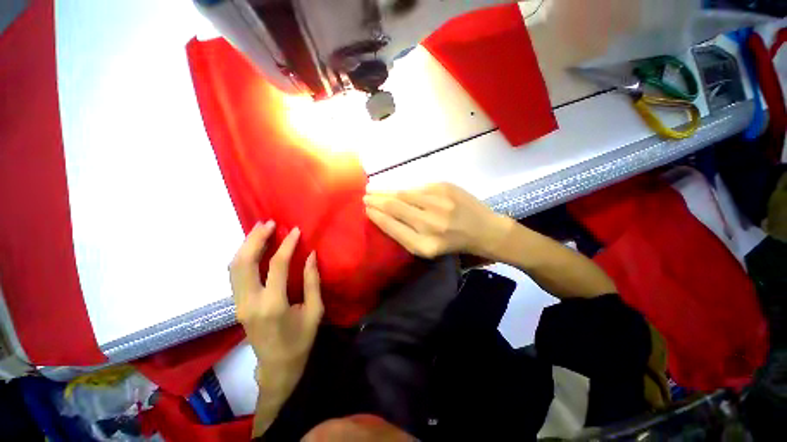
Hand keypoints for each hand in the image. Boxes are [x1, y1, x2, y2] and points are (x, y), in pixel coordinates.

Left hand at [229, 221, 322, 396]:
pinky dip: (242, 257)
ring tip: (259, 229)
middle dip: (255, 239)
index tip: (295, 230)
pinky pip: (235, 275)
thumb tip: (311, 255)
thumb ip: (312, 281)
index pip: (277, 266)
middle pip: (244, 263)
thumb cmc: (301, 340)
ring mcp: (239, 304)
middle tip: (268, 223)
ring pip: (234, 267)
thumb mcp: (315, 311)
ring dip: (246, 245)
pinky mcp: (237, 305)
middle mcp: (250, 303)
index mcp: (273, 305)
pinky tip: (253, 247)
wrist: (277, 367)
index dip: (287, 245)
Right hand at [363, 183, 512, 258]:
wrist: (484, 229)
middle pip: (395, 207)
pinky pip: (417, 187)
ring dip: (385, 191)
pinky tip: (396, 190)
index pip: (391, 226)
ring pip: (403, 194)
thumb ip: (405, 234)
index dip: (376, 216)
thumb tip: (382, 214)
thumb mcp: (428, 248)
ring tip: (372, 190)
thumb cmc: (453, 243)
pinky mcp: (445, 187)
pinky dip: (404, 189)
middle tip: (364, 197)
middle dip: (376, 201)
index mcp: (425, 244)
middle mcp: (431, 223)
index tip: (365, 210)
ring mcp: (439, 202)